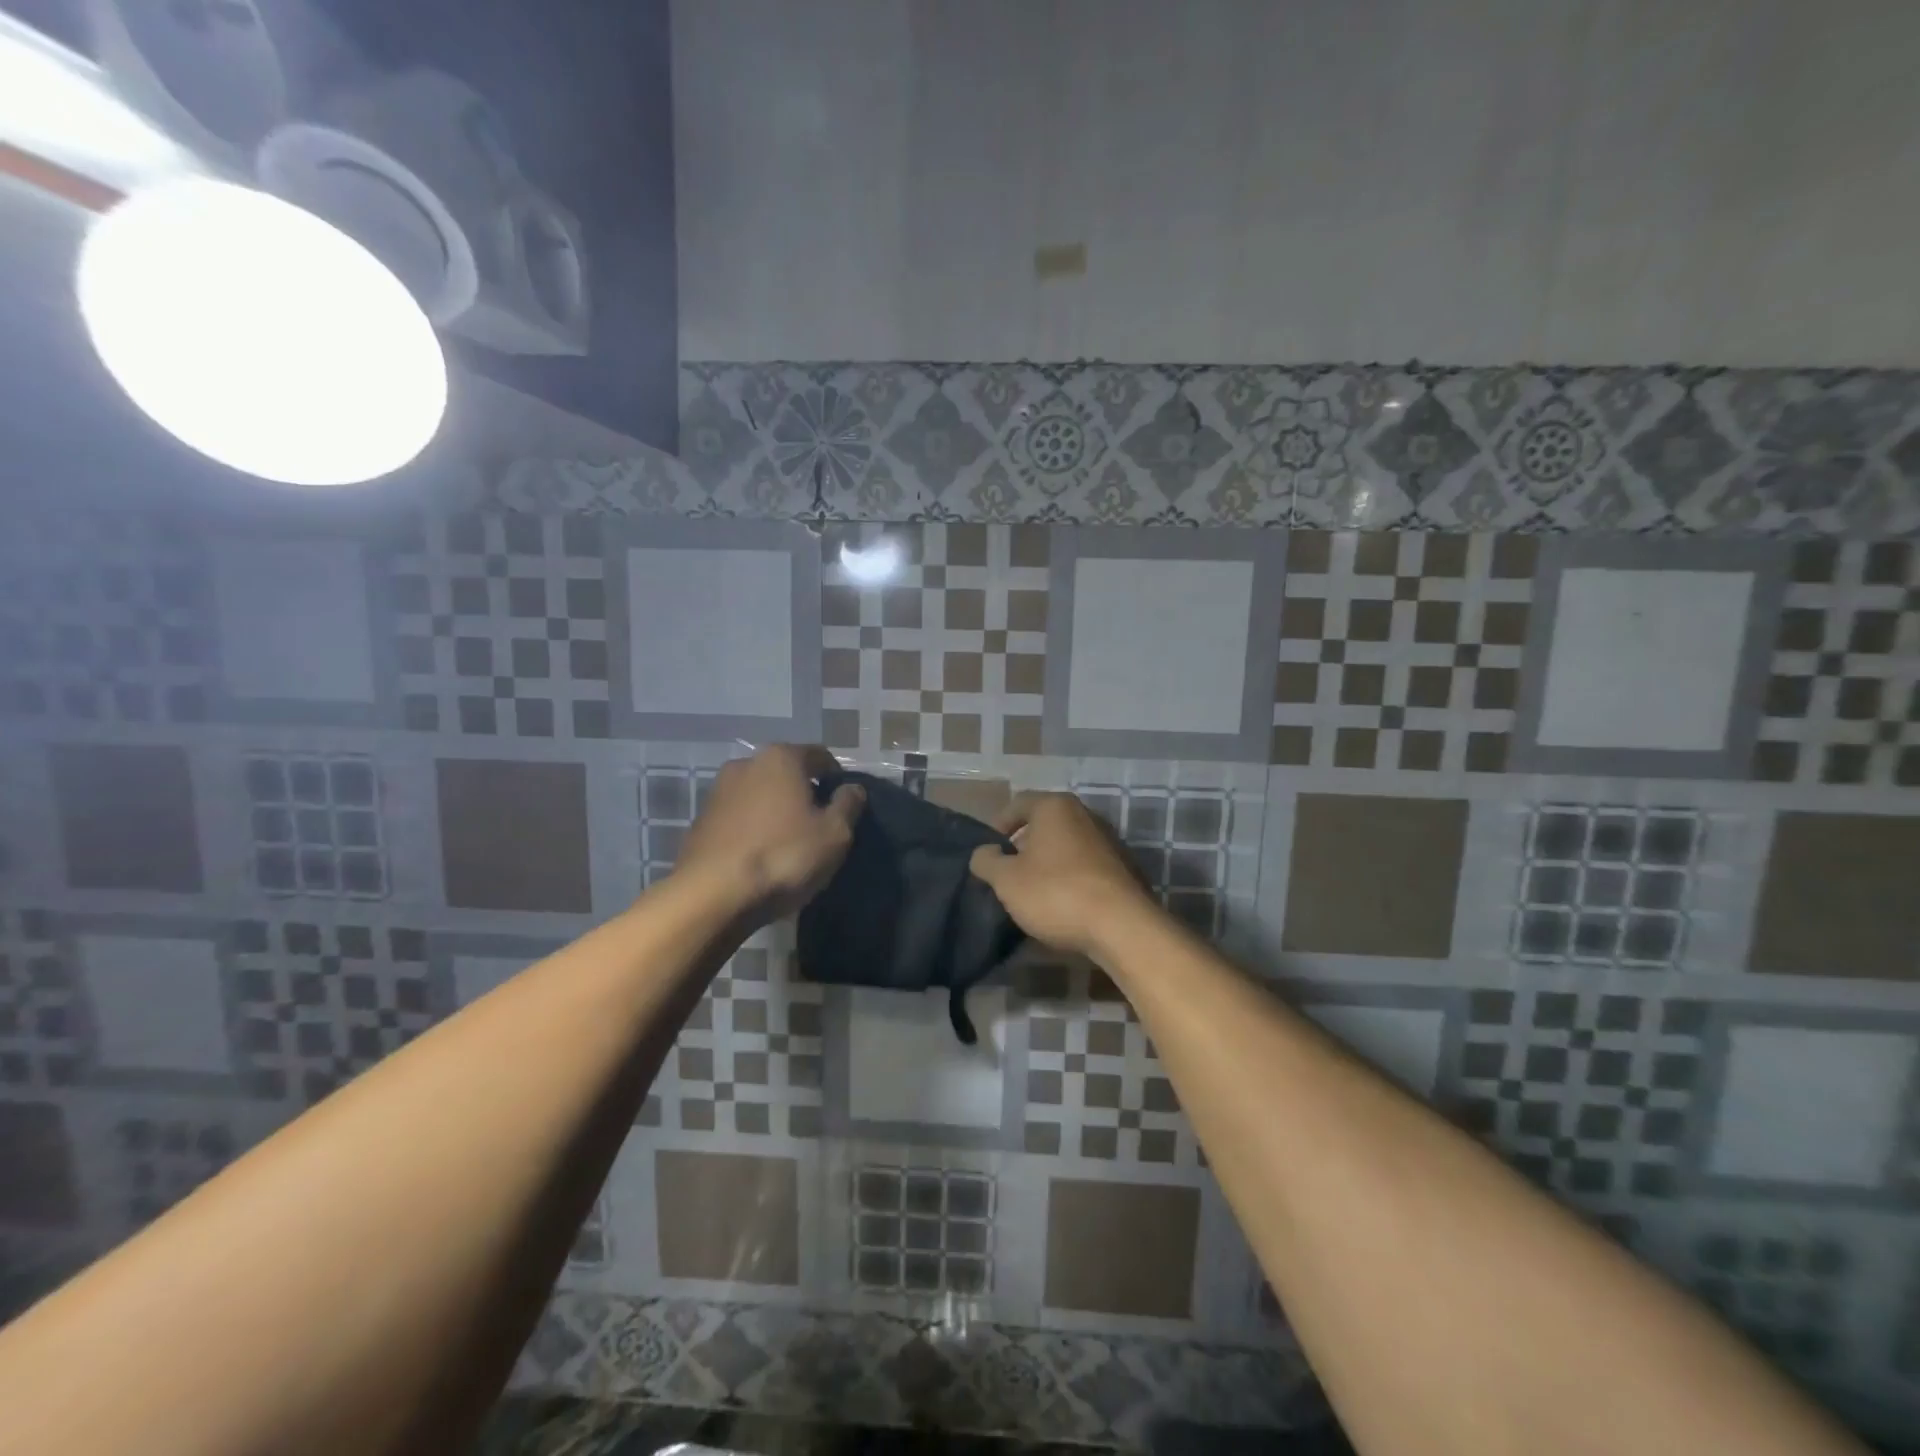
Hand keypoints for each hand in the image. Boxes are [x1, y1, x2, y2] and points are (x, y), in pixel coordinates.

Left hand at [673, 745, 864, 922]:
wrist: (713, 896)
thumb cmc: (784, 856)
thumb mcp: (834, 834)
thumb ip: (848, 805)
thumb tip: (852, 788)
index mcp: (781, 757)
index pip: (820, 756)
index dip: (837, 778)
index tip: (845, 805)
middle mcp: (745, 763)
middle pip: (786, 773)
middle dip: (804, 794)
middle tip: (820, 826)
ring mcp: (717, 792)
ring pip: (760, 795)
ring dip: (776, 812)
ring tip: (790, 845)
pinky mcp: (700, 821)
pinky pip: (739, 818)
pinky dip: (753, 829)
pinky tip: (762, 857)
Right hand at [968, 792, 1157, 958]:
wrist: (1122, 926)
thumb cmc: (1055, 893)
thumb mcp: (1006, 880)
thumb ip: (986, 861)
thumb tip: (984, 852)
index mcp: (1055, 807)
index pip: (1017, 804)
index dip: (997, 825)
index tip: (989, 852)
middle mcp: (1085, 814)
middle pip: (1044, 823)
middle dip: (1023, 845)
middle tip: (1008, 872)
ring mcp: (1109, 840)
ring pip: (1067, 845)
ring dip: (1048, 863)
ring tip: (1034, 891)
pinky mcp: (1124, 867)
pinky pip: (1087, 865)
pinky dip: (1071, 877)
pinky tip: (1063, 903)